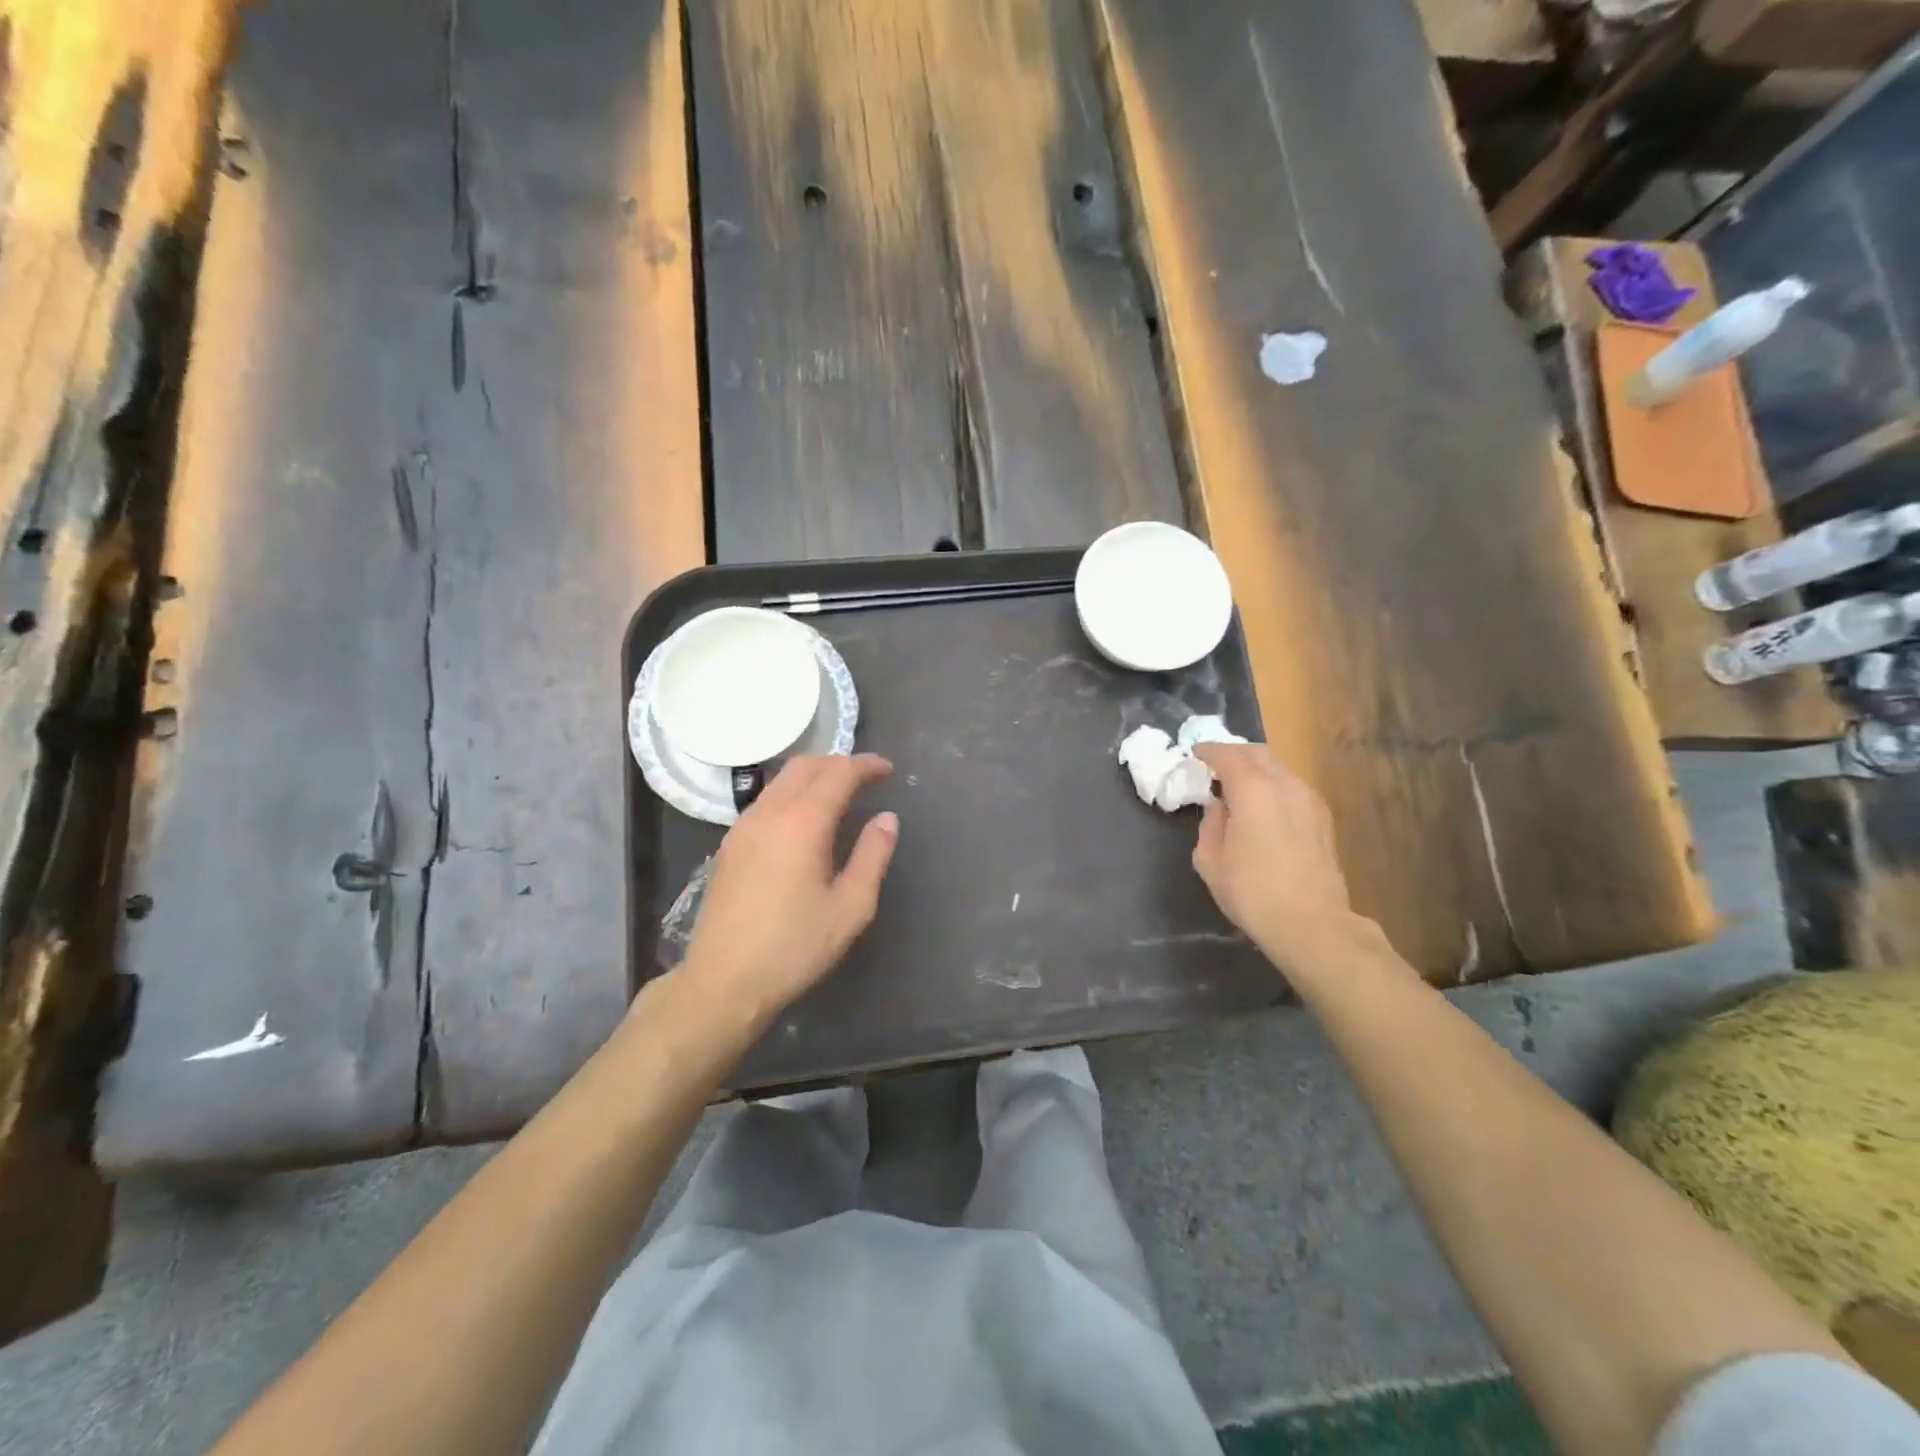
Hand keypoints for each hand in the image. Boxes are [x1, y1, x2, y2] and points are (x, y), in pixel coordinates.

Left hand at [679, 754, 898, 1026]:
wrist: (723, 983)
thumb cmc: (794, 948)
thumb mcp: (850, 907)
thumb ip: (872, 856)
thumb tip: (887, 819)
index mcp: (802, 823)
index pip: (838, 773)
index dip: (866, 765)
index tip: (888, 770)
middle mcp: (768, 813)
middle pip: (805, 766)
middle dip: (839, 763)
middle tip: (867, 778)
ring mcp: (742, 827)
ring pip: (781, 781)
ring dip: (813, 776)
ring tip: (839, 794)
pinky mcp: (729, 845)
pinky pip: (766, 800)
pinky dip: (792, 793)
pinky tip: (804, 820)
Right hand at [1191, 742, 1372, 976]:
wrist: (1311, 922)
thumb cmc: (1251, 891)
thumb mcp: (1210, 860)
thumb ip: (1210, 823)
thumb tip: (1219, 808)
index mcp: (1252, 789)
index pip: (1227, 755)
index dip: (1208, 751)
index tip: (1195, 754)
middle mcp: (1284, 784)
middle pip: (1257, 753)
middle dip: (1233, 754)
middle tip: (1214, 767)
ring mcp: (1309, 799)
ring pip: (1278, 768)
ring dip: (1256, 770)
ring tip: (1238, 788)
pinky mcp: (1322, 818)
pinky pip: (1292, 787)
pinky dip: (1273, 786)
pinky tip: (1263, 808)